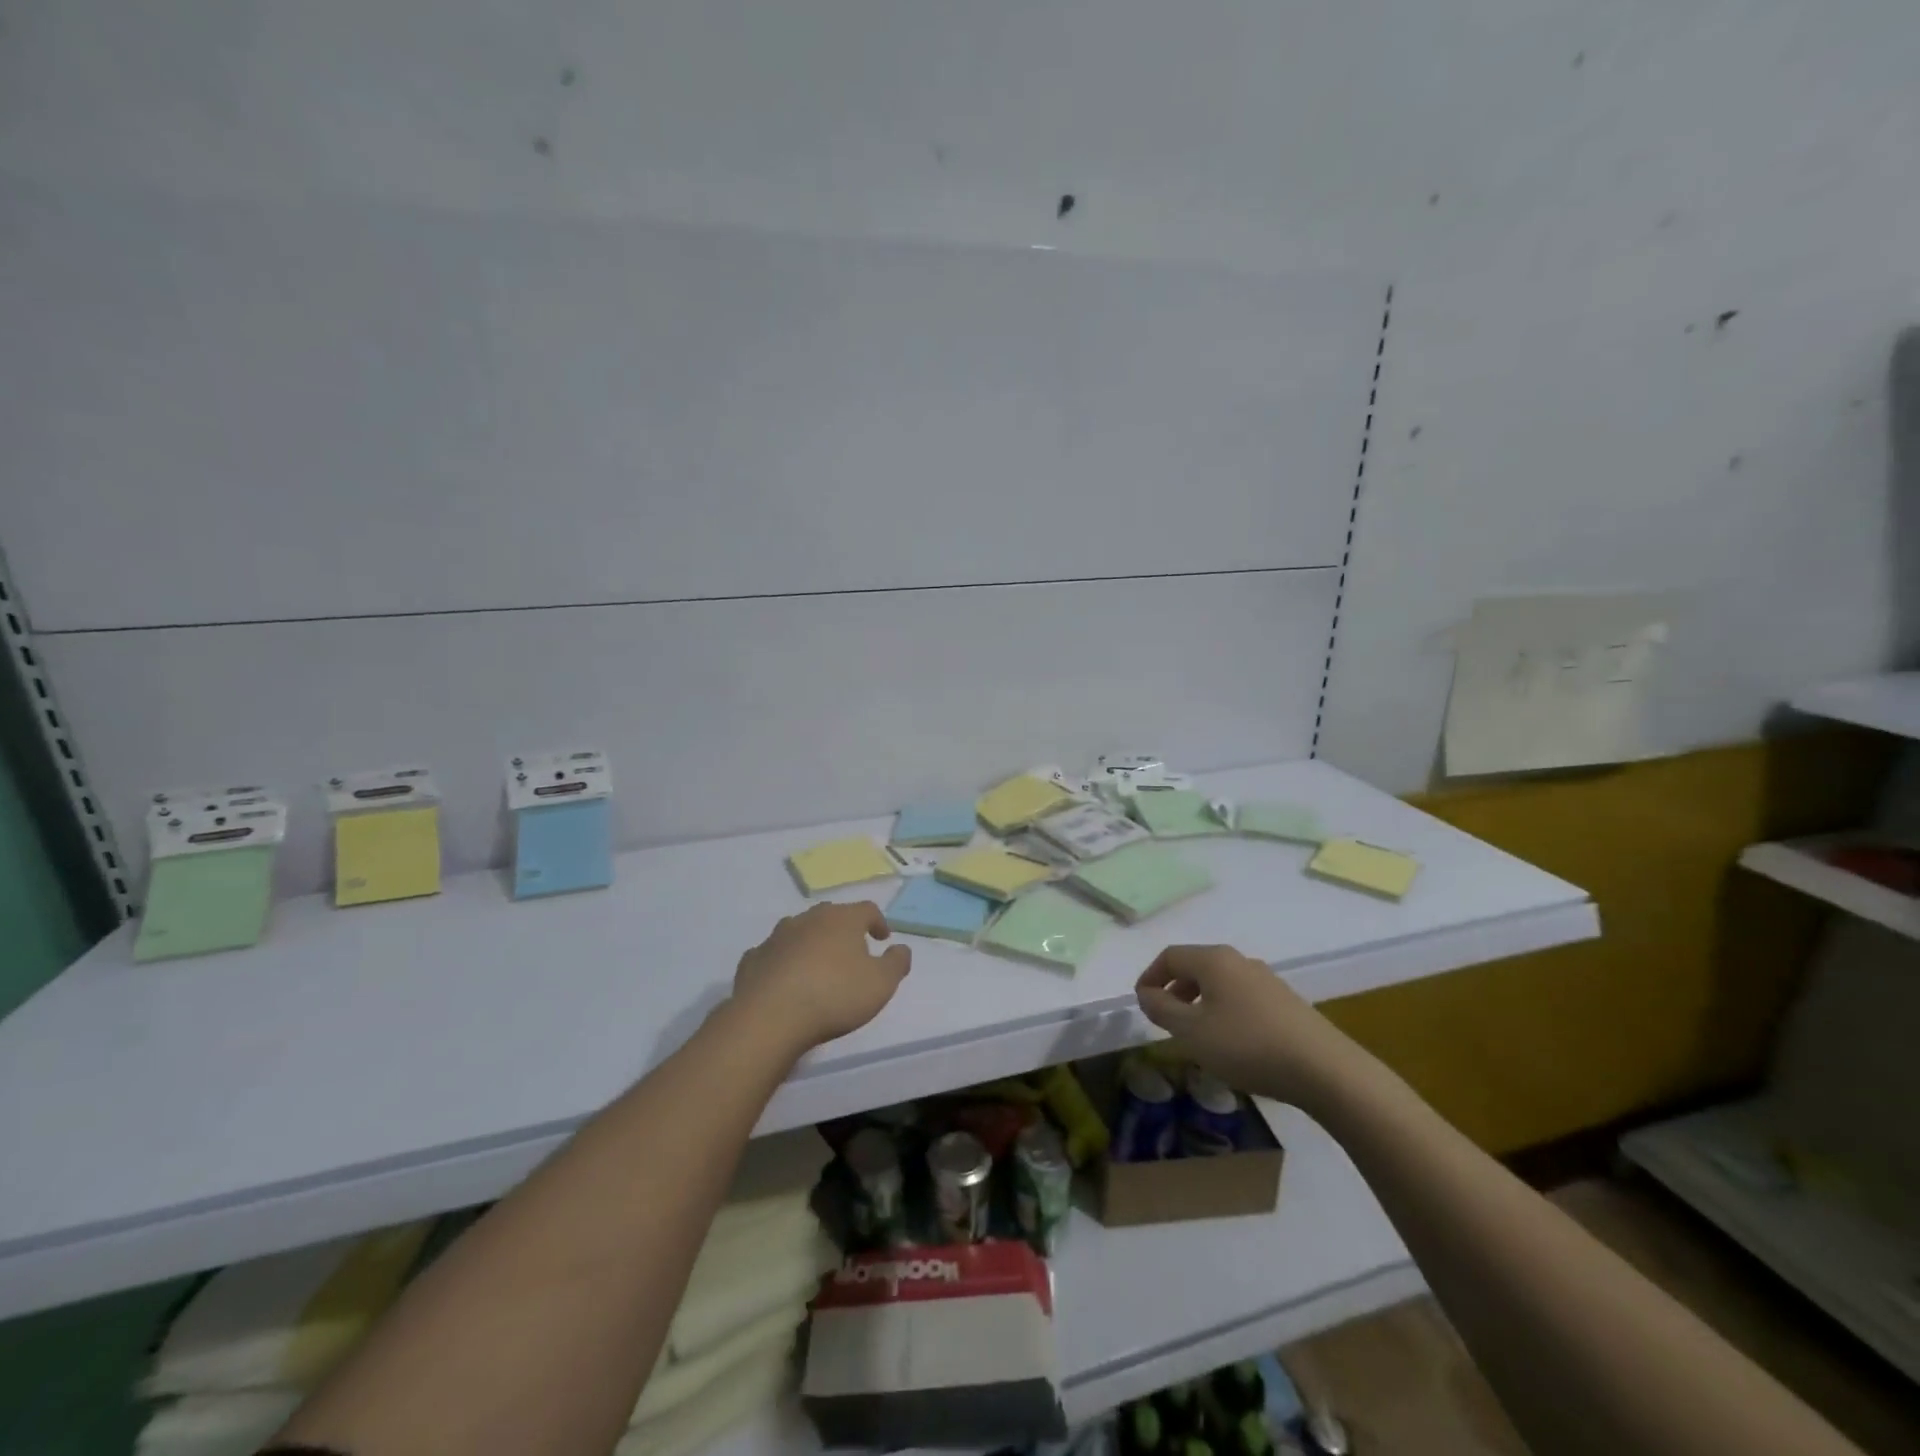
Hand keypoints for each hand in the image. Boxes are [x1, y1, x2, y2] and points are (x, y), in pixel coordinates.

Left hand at [732, 902, 910, 1054]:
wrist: (770, 1017)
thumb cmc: (835, 995)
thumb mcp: (881, 983)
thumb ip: (897, 963)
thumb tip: (901, 948)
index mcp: (842, 919)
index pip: (867, 909)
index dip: (878, 922)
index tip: (883, 939)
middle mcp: (809, 919)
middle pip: (831, 915)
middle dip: (843, 929)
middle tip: (851, 950)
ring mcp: (777, 937)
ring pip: (799, 930)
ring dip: (810, 942)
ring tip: (817, 964)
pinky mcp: (753, 959)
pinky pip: (773, 953)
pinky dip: (782, 961)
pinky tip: (784, 979)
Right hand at [1135, 944, 1361, 1109]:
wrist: (1325, 1070)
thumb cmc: (1247, 1045)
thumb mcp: (1192, 1032)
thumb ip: (1162, 1009)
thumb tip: (1146, 994)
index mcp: (1214, 960)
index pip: (1170, 956)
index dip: (1150, 977)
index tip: (1141, 1004)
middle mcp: (1240, 961)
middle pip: (1196, 966)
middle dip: (1174, 990)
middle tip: (1165, 1019)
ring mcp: (1267, 980)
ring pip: (1220, 983)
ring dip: (1199, 1002)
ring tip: (1195, 1035)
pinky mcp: (1286, 1002)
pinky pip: (1241, 998)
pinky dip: (1224, 1012)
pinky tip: (1231, 1043)